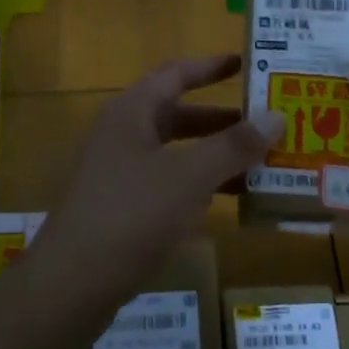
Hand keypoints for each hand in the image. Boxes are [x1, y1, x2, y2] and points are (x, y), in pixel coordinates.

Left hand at [32, 55, 282, 315]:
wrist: (72, 283)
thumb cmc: (131, 214)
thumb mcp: (189, 176)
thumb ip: (233, 146)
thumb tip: (276, 116)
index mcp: (132, 112)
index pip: (175, 74)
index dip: (210, 66)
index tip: (247, 64)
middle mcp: (123, 135)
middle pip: (178, 114)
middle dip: (222, 119)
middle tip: (266, 122)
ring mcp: (120, 172)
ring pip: (176, 153)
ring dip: (215, 155)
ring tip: (261, 163)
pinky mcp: (122, 207)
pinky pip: (168, 183)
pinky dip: (199, 185)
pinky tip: (228, 201)